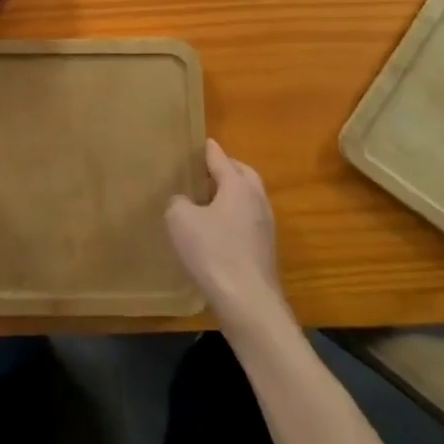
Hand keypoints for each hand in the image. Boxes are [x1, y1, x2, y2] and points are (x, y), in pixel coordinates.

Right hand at [166, 139, 288, 332]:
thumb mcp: (180, 220)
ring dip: (232, 194)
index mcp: (238, 186)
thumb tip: (184, 202)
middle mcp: (257, 201)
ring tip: (210, 198)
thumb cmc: (213, 252)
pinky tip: (218, 230)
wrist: (248, 303)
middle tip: (207, 169)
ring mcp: (265, 227)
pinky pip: (248, 221)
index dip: (210, 150)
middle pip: (244, 175)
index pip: (222, 159)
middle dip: (228, 168)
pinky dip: (235, 216)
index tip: (204, 141)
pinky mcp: (265, 251)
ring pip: (249, 199)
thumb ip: (178, 202)